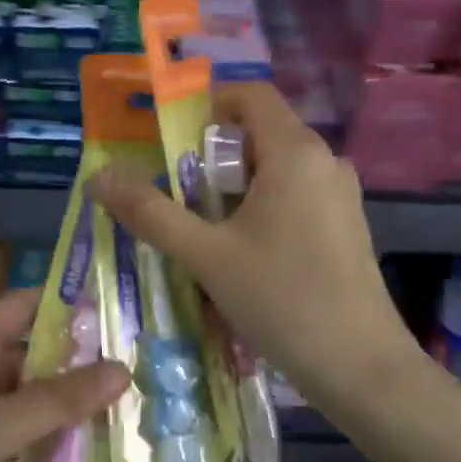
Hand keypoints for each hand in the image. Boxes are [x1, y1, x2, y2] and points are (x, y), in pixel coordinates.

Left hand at [0, 289, 128, 461]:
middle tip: (154, 371)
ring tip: (145, 416)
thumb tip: (124, 367)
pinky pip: (27, 452)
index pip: (28, 307)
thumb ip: (58, 399)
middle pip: (38, 359)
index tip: (130, 312)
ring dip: (77, 415)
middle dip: (86, 366)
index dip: (74, 304)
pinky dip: (58, 455)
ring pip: (37, 409)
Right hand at [87, 83, 421, 416]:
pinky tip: (243, 253)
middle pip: (260, 132)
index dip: (207, 104)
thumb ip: (150, 213)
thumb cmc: (281, 300)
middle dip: (212, 155)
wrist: (361, 367)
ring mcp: (340, 194)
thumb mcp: (206, 256)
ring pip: (276, 167)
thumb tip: (99, 178)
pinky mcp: (346, 225)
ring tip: (202, 228)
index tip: (171, 141)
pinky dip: (261, 205)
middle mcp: (325, 161)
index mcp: (295, 152)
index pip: (250, 94)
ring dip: (234, 185)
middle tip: (176, 193)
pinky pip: (295, 194)